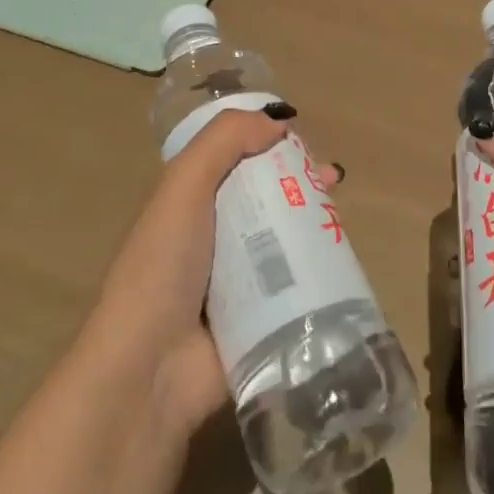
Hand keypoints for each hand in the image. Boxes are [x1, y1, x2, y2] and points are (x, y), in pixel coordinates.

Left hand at [81, 105, 337, 443]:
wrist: (149, 372)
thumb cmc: (162, 266)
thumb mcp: (182, 185)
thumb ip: (223, 141)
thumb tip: (279, 121)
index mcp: (190, 203)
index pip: (236, 161)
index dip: (269, 145)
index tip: (304, 144)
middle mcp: (213, 238)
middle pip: (267, 197)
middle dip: (301, 184)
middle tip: (332, 182)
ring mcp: (237, 282)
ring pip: (286, 240)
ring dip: (315, 226)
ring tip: (342, 220)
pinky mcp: (261, 320)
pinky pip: (296, 286)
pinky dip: (319, 273)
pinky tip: (344, 263)